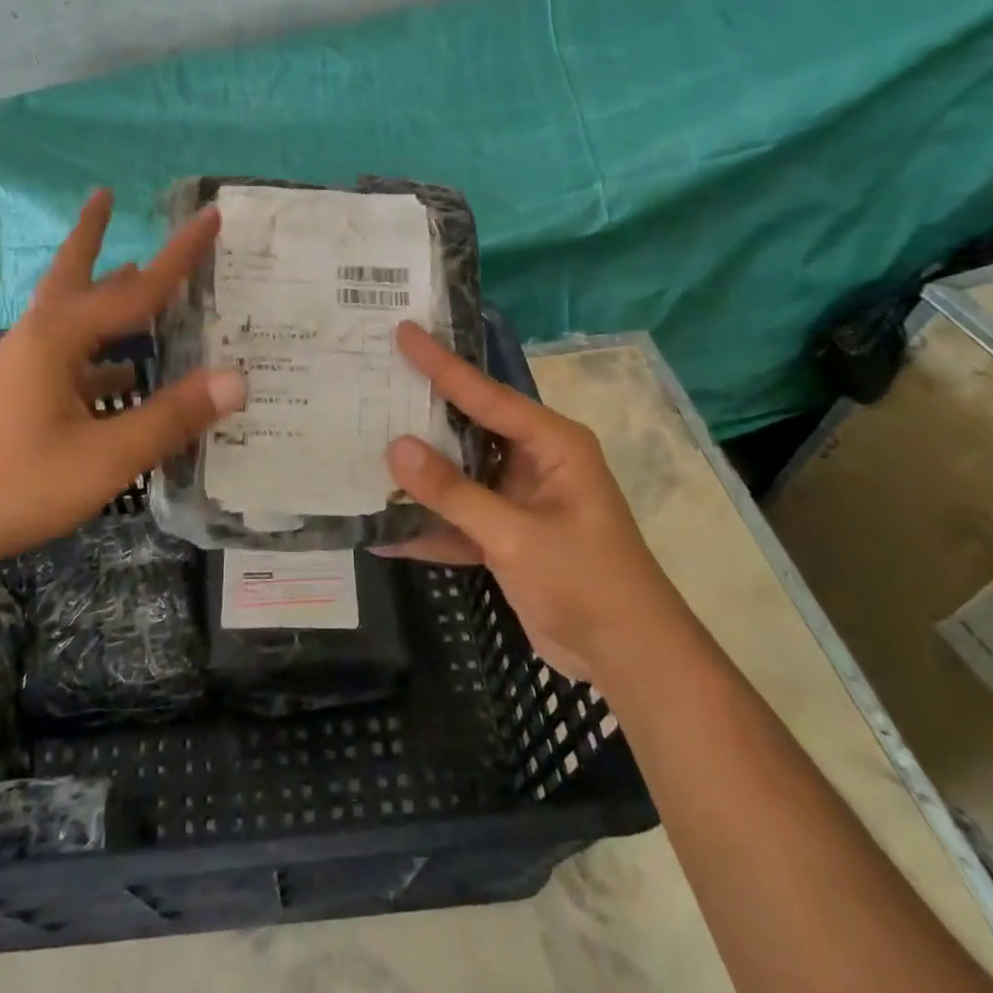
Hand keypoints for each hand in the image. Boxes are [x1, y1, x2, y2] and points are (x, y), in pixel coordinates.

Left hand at [0, 188, 245, 572]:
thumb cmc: (16, 485)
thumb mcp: (105, 456)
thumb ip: (170, 417)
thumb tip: (236, 379)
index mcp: (60, 337)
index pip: (137, 289)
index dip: (180, 254)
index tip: (210, 215)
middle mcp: (39, 338)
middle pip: (74, 274)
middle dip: (93, 235)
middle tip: (106, 196)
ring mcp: (23, 366)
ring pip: (70, 314)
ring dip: (100, 291)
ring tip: (132, 273)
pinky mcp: (16, 394)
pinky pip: (68, 355)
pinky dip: (99, 349)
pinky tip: (121, 371)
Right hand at [379, 321, 680, 682]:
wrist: (630, 661)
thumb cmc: (588, 583)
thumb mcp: (517, 536)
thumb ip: (454, 492)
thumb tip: (395, 447)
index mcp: (551, 444)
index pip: (486, 395)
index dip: (441, 364)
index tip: (403, 331)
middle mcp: (533, 460)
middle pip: (466, 427)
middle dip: (421, 411)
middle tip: (372, 379)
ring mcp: (517, 498)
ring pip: (457, 473)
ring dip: (418, 473)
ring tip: (362, 446)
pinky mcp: (506, 534)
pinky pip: (458, 518)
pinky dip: (428, 526)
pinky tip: (382, 532)